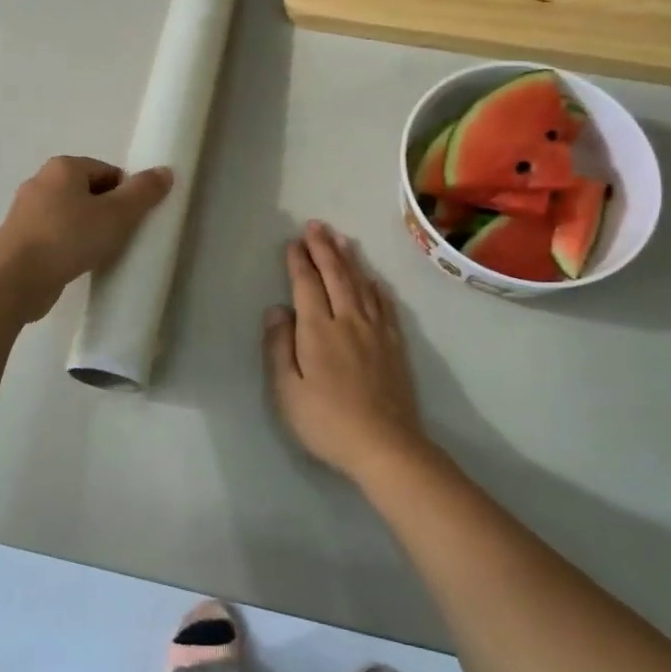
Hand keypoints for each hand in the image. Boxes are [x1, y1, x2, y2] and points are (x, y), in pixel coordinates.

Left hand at [0, 156, 172, 321]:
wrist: (15, 279)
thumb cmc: (68, 238)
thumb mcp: (116, 214)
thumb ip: (143, 193)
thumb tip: (166, 171)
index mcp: (63, 167)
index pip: (108, 172)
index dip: (126, 195)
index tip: (133, 221)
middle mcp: (41, 182)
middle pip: (89, 192)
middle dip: (108, 213)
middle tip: (120, 238)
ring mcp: (26, 211)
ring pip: (71, 215)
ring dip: (88, 231)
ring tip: (99, 254)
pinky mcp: (20, 239)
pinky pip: (55, 235)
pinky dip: (69, 246)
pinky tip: (77, 264)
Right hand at [263, 221, 432, 482]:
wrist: (384, 446)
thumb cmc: (326, 421)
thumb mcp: (286, 390)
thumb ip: (279, 347)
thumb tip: (276, 309)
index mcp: (318, 330)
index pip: (306, 285)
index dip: (299, 262)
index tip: (293, 242)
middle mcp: (348, 321)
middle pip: (336, 276)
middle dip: (324, 248)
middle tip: (316, 226)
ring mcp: (375, 331)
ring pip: (362, 284)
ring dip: (349, 259)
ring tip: (341, 239)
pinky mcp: (394, 345)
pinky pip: (385, 305)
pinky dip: (376, 286)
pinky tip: (373, 279)